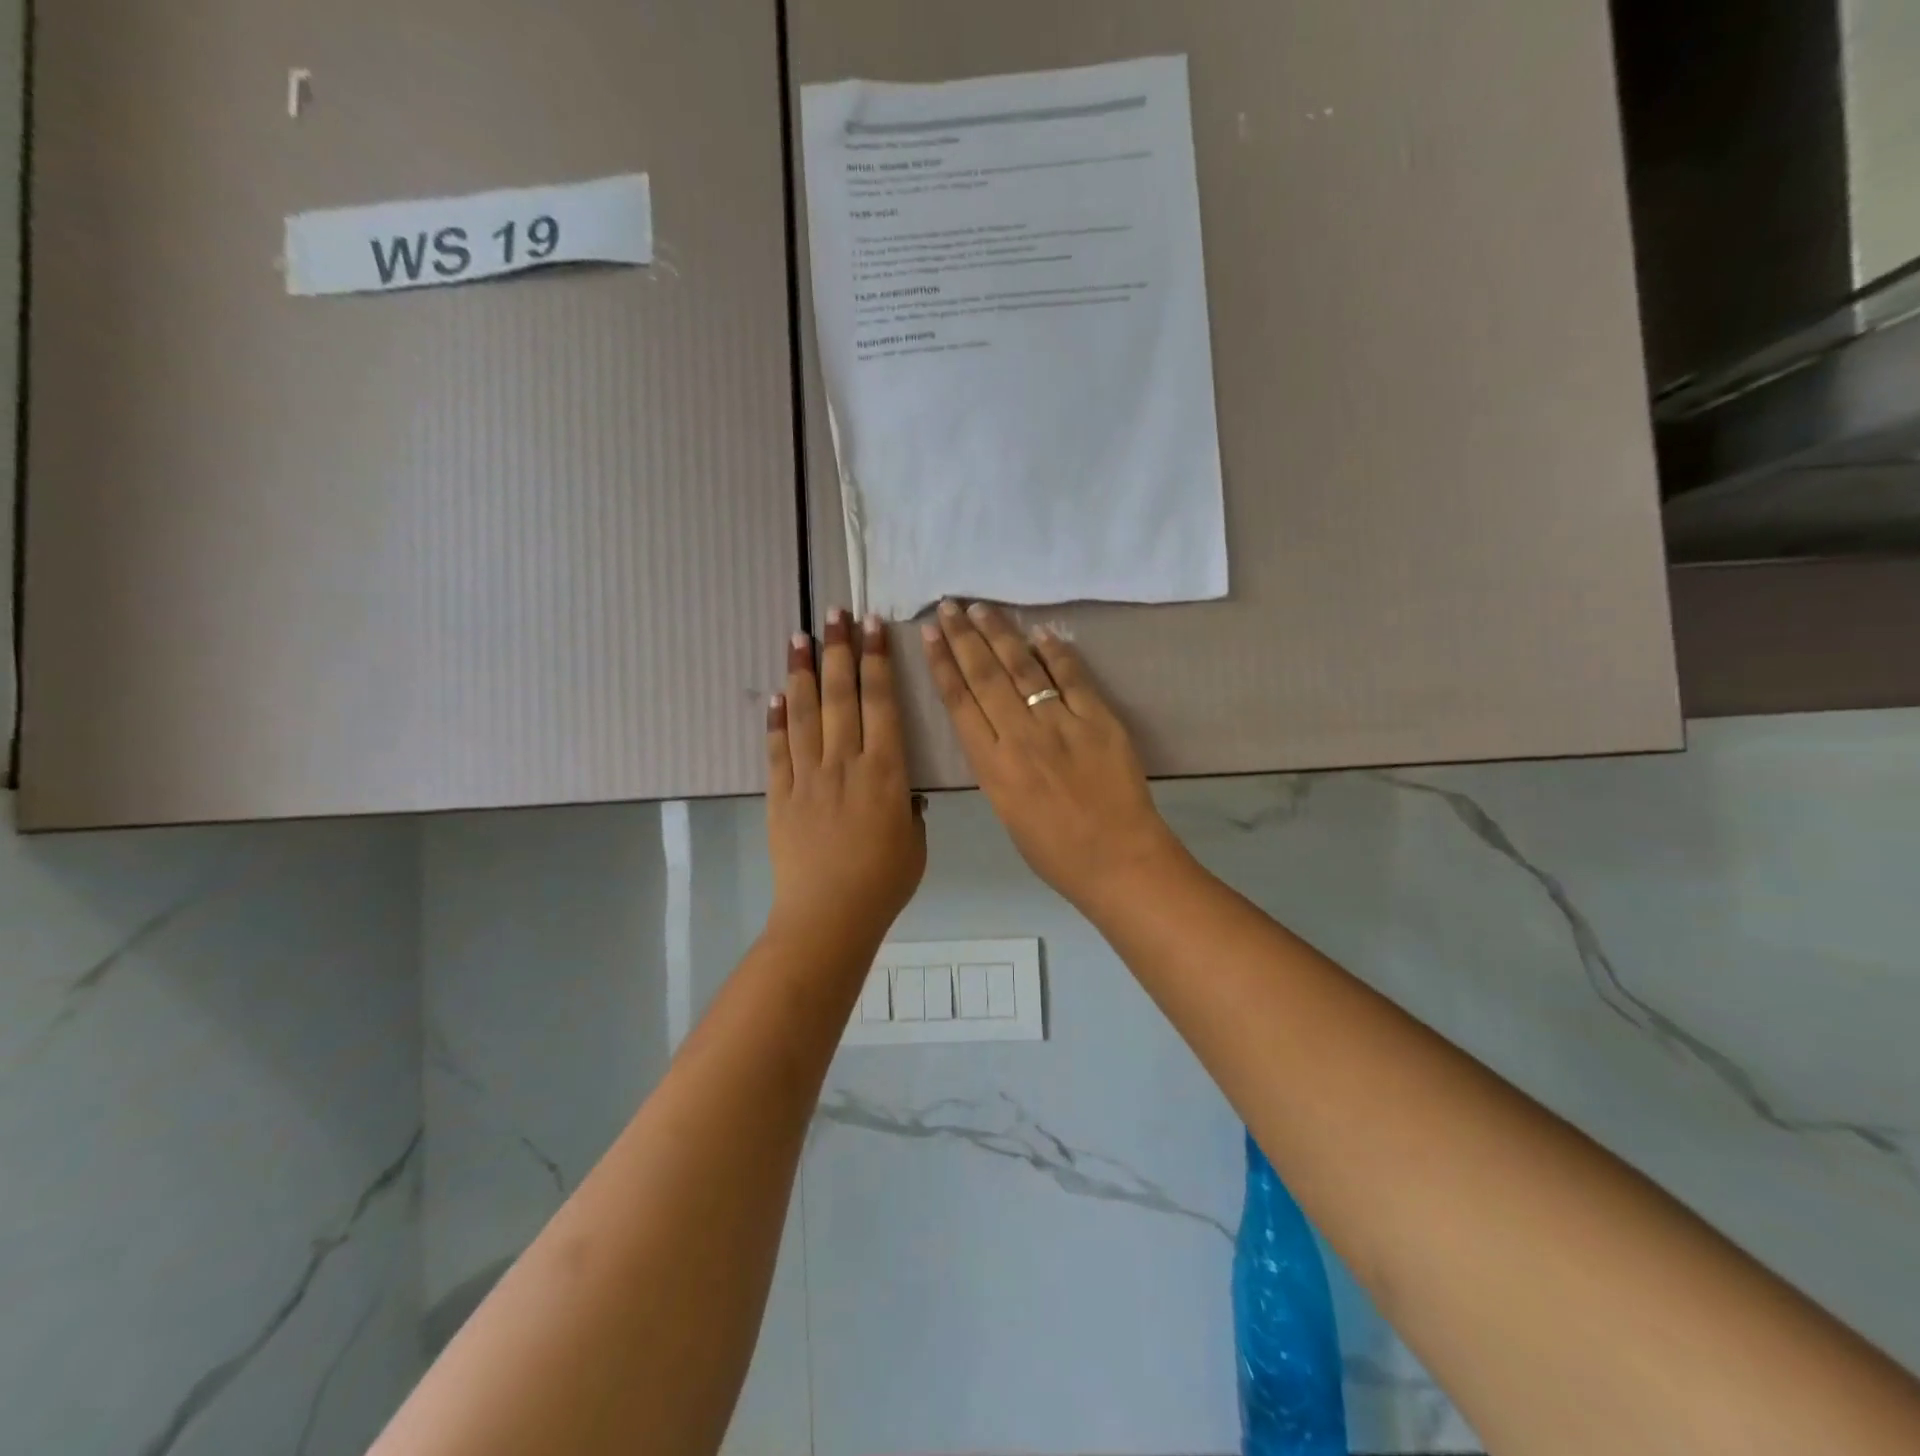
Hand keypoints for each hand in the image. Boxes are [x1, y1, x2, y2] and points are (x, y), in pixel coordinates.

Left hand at [768, 609, 926, 948]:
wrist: (829, 917)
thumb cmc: (883, 883)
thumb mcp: (915, 842)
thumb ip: (908, 807)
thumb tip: (900, 790)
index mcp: (886, 771)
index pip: (882, 703)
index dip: (877, 660)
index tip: (873, 626)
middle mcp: (845, 762)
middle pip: (841, 696)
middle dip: (839, 650)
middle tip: (835, 613)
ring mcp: (808, 776)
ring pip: (804, 713)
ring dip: (802, 672)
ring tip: (799, 636)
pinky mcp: (780, 794)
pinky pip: (778, 750)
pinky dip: (775, 720)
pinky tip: (775, 694)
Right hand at [921, 600, 1183, 911]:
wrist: (1118, 860)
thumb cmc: (1056, 852)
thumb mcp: (1006, 812)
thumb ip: (996, 766)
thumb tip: (994, 727)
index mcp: (992, 766)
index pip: (959, 702)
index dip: (943, 663)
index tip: (930, 633)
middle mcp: (1020, 736)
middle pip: (986, 675)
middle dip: (964, 636)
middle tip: (950, 605)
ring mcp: (1062, 724)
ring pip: (1023, 668)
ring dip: (1001, 633)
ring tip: (982, 608)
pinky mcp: (1099, 719)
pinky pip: (1073, 677)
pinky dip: (1056, 652)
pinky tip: (1041, 632)